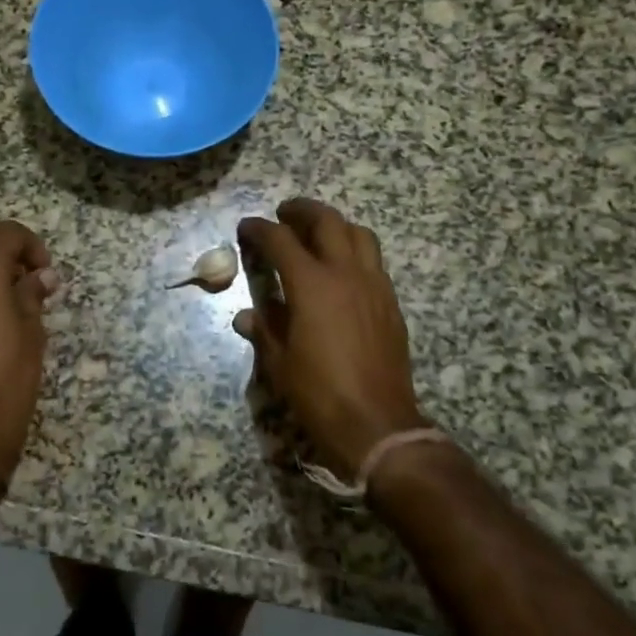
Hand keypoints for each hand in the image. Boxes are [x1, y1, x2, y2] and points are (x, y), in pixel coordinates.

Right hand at [235, 199, 425, 479]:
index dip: (260, 229)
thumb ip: (264, 329)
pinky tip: (342, 270)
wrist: (378, 423)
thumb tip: (245, 315)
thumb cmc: (320, 393)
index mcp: (312, 284)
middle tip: (284, 214)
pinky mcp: (390, 303)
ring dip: (335, 225)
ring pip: (359, 234)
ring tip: (318, 235)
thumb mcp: (280, 362)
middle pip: (327, 222)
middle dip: (302, 211)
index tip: (247, 227)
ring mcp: (374, 285)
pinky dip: (355, 251)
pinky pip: (374, 261)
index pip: (281, 240)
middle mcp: (345, 274)